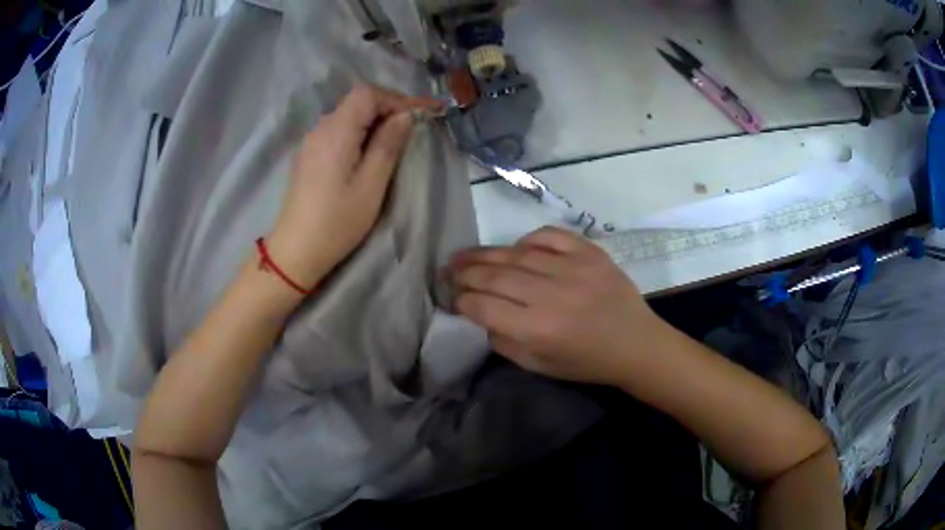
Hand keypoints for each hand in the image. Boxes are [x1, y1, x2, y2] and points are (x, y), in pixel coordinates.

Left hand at [266, 84, 441, 290]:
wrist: (296, 250)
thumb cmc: (337, 221)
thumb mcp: (371, 185)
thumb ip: (388, 145)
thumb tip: (404, 116)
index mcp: (336, 131)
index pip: (367, 94)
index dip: (395, 98)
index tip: (420, 113)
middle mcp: (320, 129)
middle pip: (356, 101)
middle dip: (386, 107)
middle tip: (411, 127)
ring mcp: (311, 141)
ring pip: (347, 115)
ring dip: (373, 120)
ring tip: (394, 140)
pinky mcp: (309, 155)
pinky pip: (337, 130)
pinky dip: (358, 131)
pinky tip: (368, 152)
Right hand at [447, 227, 664, 386]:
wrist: (636, 344)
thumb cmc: (587, 362)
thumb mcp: (540, 366)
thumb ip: (505, 342)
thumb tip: (480, 315)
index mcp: (538, 329)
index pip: (483, 306)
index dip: (461, 300)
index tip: (452, 298)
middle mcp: (551, 294)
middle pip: (494, 275)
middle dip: (464, 273)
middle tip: (448, 270)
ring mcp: (572, 268)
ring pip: (516, 253)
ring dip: (486, 254)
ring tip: (466, 255)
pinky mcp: (590, 252)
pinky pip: (549, 235)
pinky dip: (528, 239)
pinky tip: (518, 248)